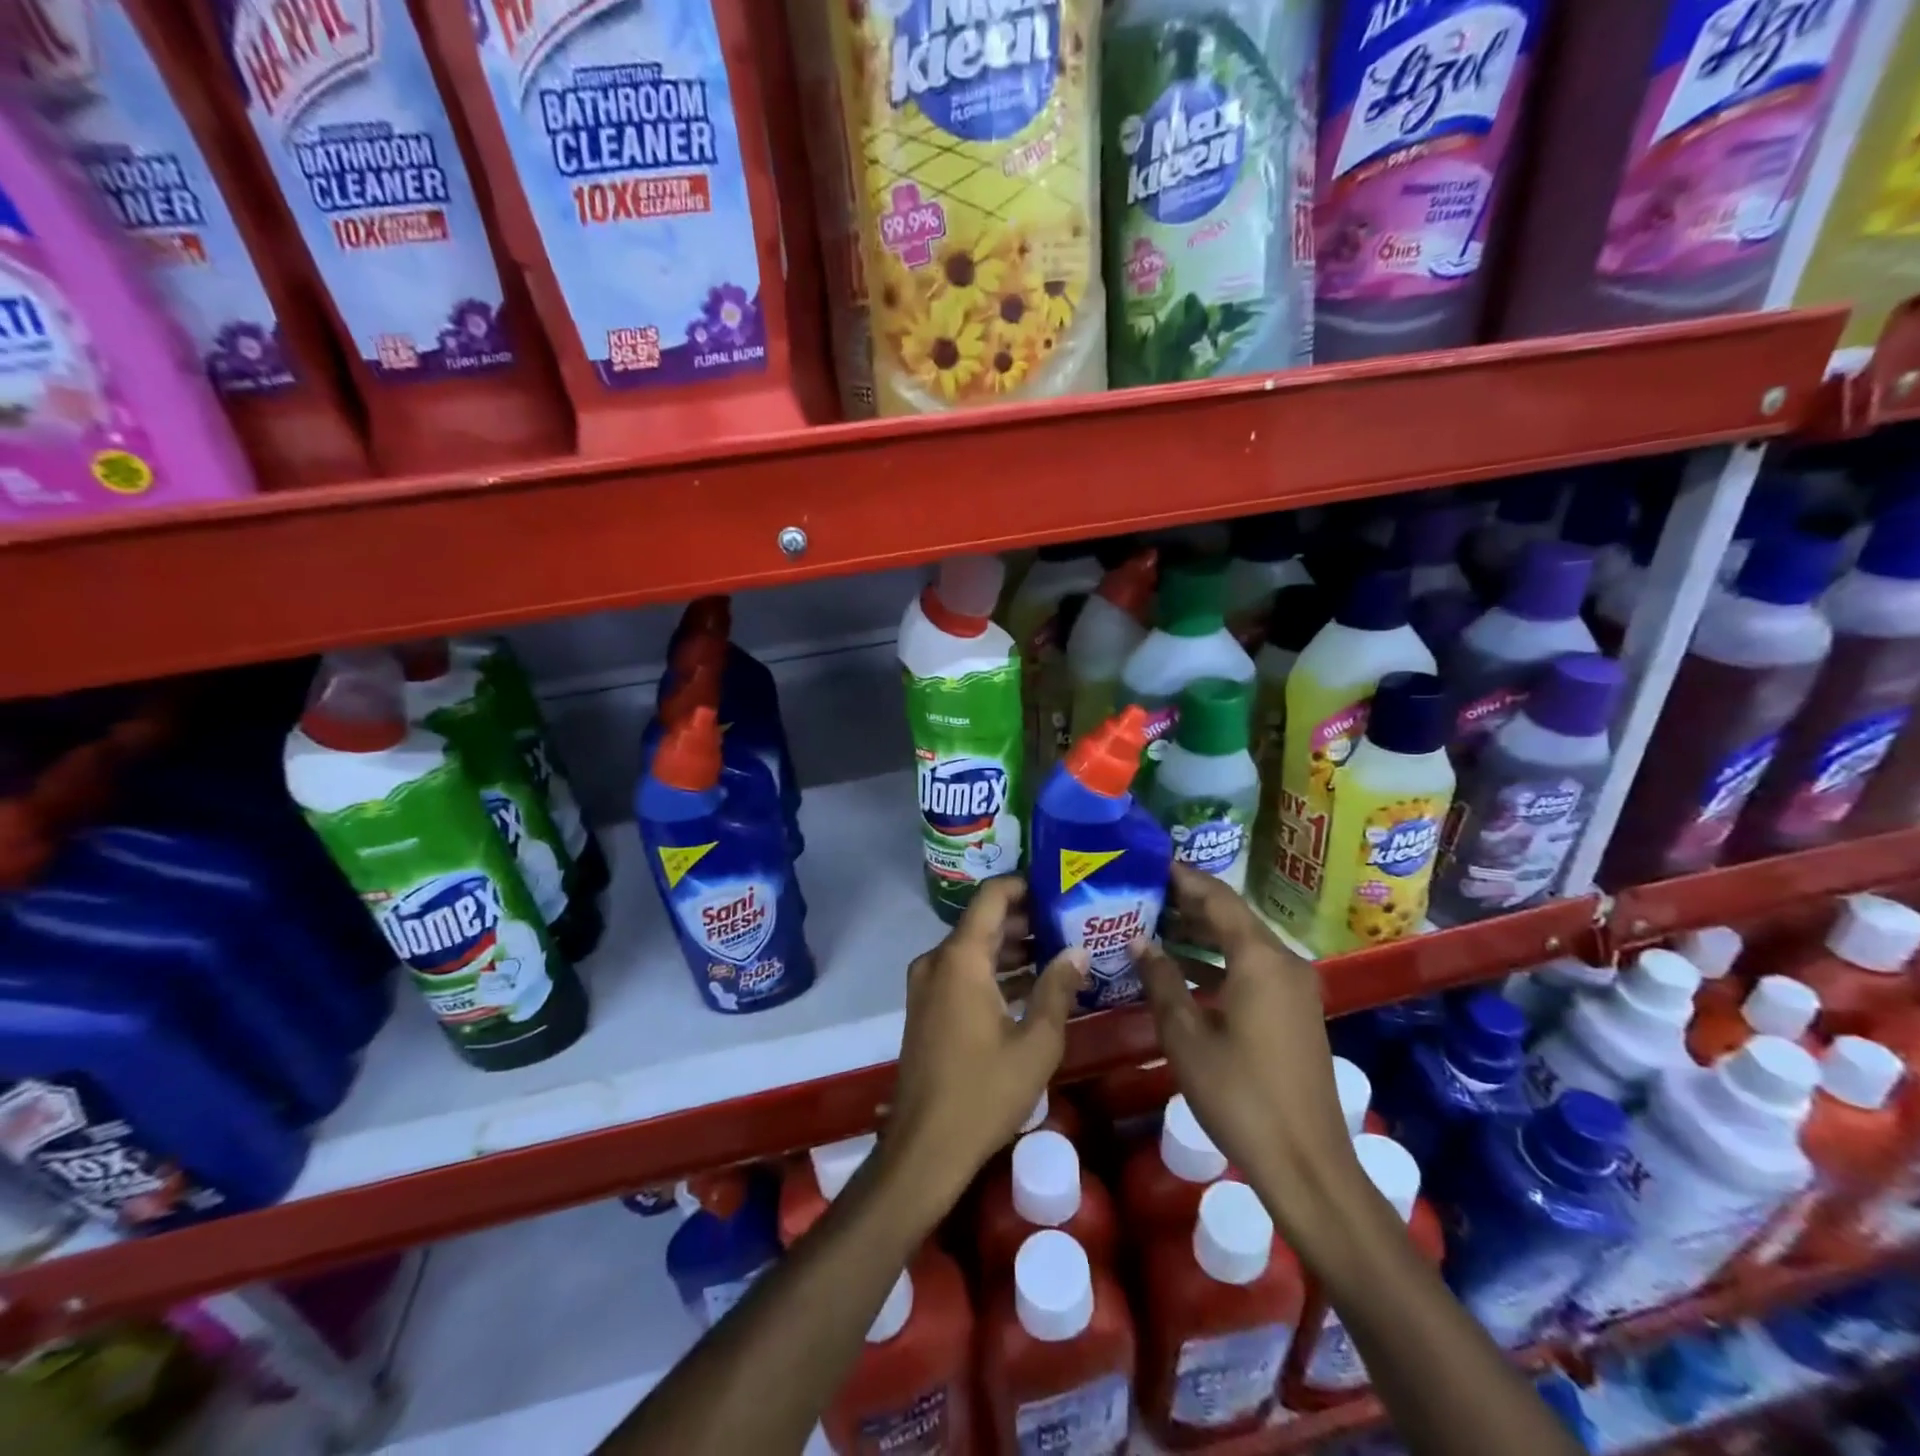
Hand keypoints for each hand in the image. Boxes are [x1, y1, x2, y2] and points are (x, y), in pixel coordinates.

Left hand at [881, 877, 1087, 1215]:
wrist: (925, 1148)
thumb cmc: (984, 1092)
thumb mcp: (1036, 1043)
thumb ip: (1058, 989)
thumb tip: (1079, 951)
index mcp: (961, 958)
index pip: (993, 897)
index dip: (1026, 885)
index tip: (1061, 886)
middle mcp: (938, 960)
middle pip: (984, 921)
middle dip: (1027, 919)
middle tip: (1073, 920)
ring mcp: (927, 984)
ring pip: (975, 948)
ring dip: (1013, 947)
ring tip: (1062, 949)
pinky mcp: (927, 1006)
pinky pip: (964, 972)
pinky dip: (995, 972)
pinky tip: (1034, 984)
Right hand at [1131, 865, 1362, 1248]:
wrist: (1308, 1165)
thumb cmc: (1240, 1096)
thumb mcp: (1186, 1037)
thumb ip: (1161, 981)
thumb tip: (1139, 942)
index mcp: (1261, 959)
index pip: (1218, 898)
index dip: (1183, 878)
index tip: (1149, 863)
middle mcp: (1284, 962)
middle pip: (1233, 916)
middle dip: (1188, 903)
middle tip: (1143, 893)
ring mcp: (1295, 989)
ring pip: (1243, 943)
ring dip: (1202, 933)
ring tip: (1154, 925)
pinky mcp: (1295, 1012)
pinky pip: (1253, 968)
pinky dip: (1219, 961)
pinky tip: (1183, 969)